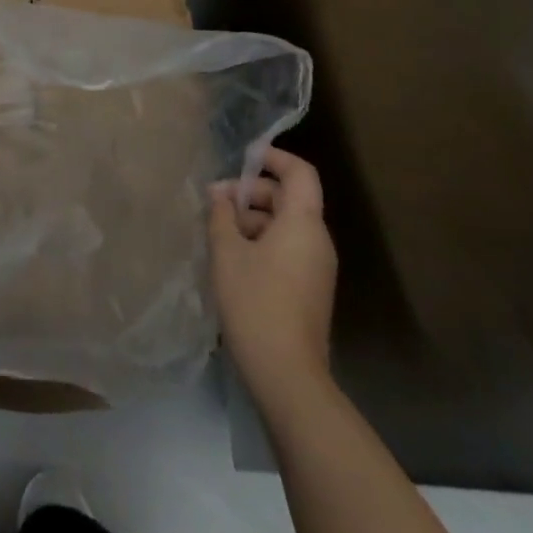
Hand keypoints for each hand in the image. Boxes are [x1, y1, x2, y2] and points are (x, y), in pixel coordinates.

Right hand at [210, 147, 337, 403]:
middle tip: (214, 204)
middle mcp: (317, 240)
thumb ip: (221, 215)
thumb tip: (219, 194)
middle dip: (251, 192)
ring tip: (217, 232)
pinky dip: (261, 242)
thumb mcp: (227, 252)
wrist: (287, 374)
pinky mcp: (310, 289)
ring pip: (285, 225)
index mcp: (303, 223)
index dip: (273, 158)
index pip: (299, 173)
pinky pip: (287, 248)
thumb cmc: (255, 302)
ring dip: (252, 219)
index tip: (242, 158)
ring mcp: (316, 267)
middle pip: (289, 198)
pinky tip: (232, 258)